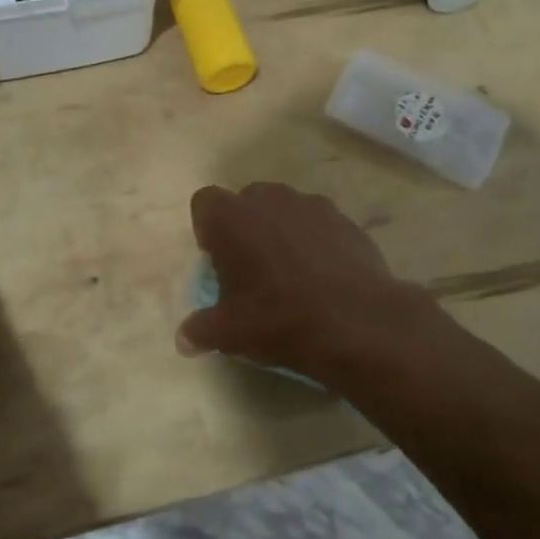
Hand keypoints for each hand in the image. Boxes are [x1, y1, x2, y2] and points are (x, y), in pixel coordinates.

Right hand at [177, 182, 432, 378]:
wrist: (356, 323)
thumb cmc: (278, 318)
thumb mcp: (229, 332)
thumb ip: (200, 330)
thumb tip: (184, 339)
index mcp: (232, 217)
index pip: (205, 202)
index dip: (208, 229)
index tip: (218, 261)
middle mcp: (269, 199)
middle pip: (247, 202)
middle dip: (246, 227)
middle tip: (252, 268)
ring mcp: (312, 206)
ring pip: (286, 211)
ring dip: (282, 232)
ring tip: (292, 273)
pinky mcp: (346, 221)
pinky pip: (320, 226)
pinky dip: (317, 243)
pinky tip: (324, 278)